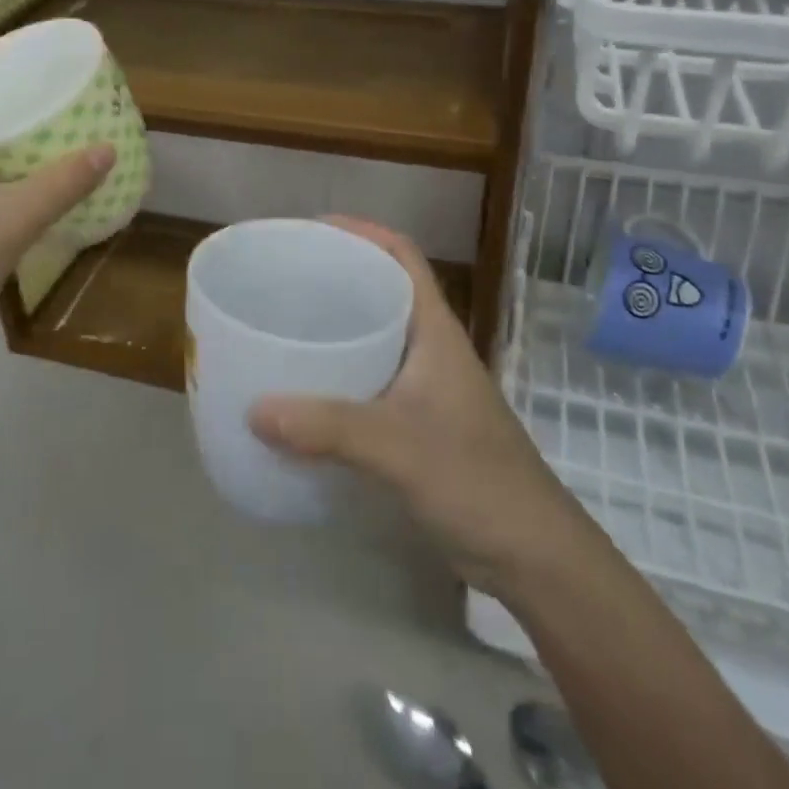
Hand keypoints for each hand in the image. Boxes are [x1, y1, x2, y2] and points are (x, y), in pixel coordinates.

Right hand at [248, 217, 586, 597]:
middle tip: (281, 278)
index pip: (402, 256)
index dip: (362, 231)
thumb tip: (253, 410)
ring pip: (373, 339)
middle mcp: (430, 349)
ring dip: (334, 329)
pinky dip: (335, 377)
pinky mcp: (417, 426)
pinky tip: (301, 394)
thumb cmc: (477, 482)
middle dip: (336, 277)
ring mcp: (425, 389)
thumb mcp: (398, 447)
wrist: (534, 558)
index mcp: (436, 331)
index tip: (311, 230)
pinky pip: (367, 383)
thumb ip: (328, 428)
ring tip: (281, 327)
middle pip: (382, 291)